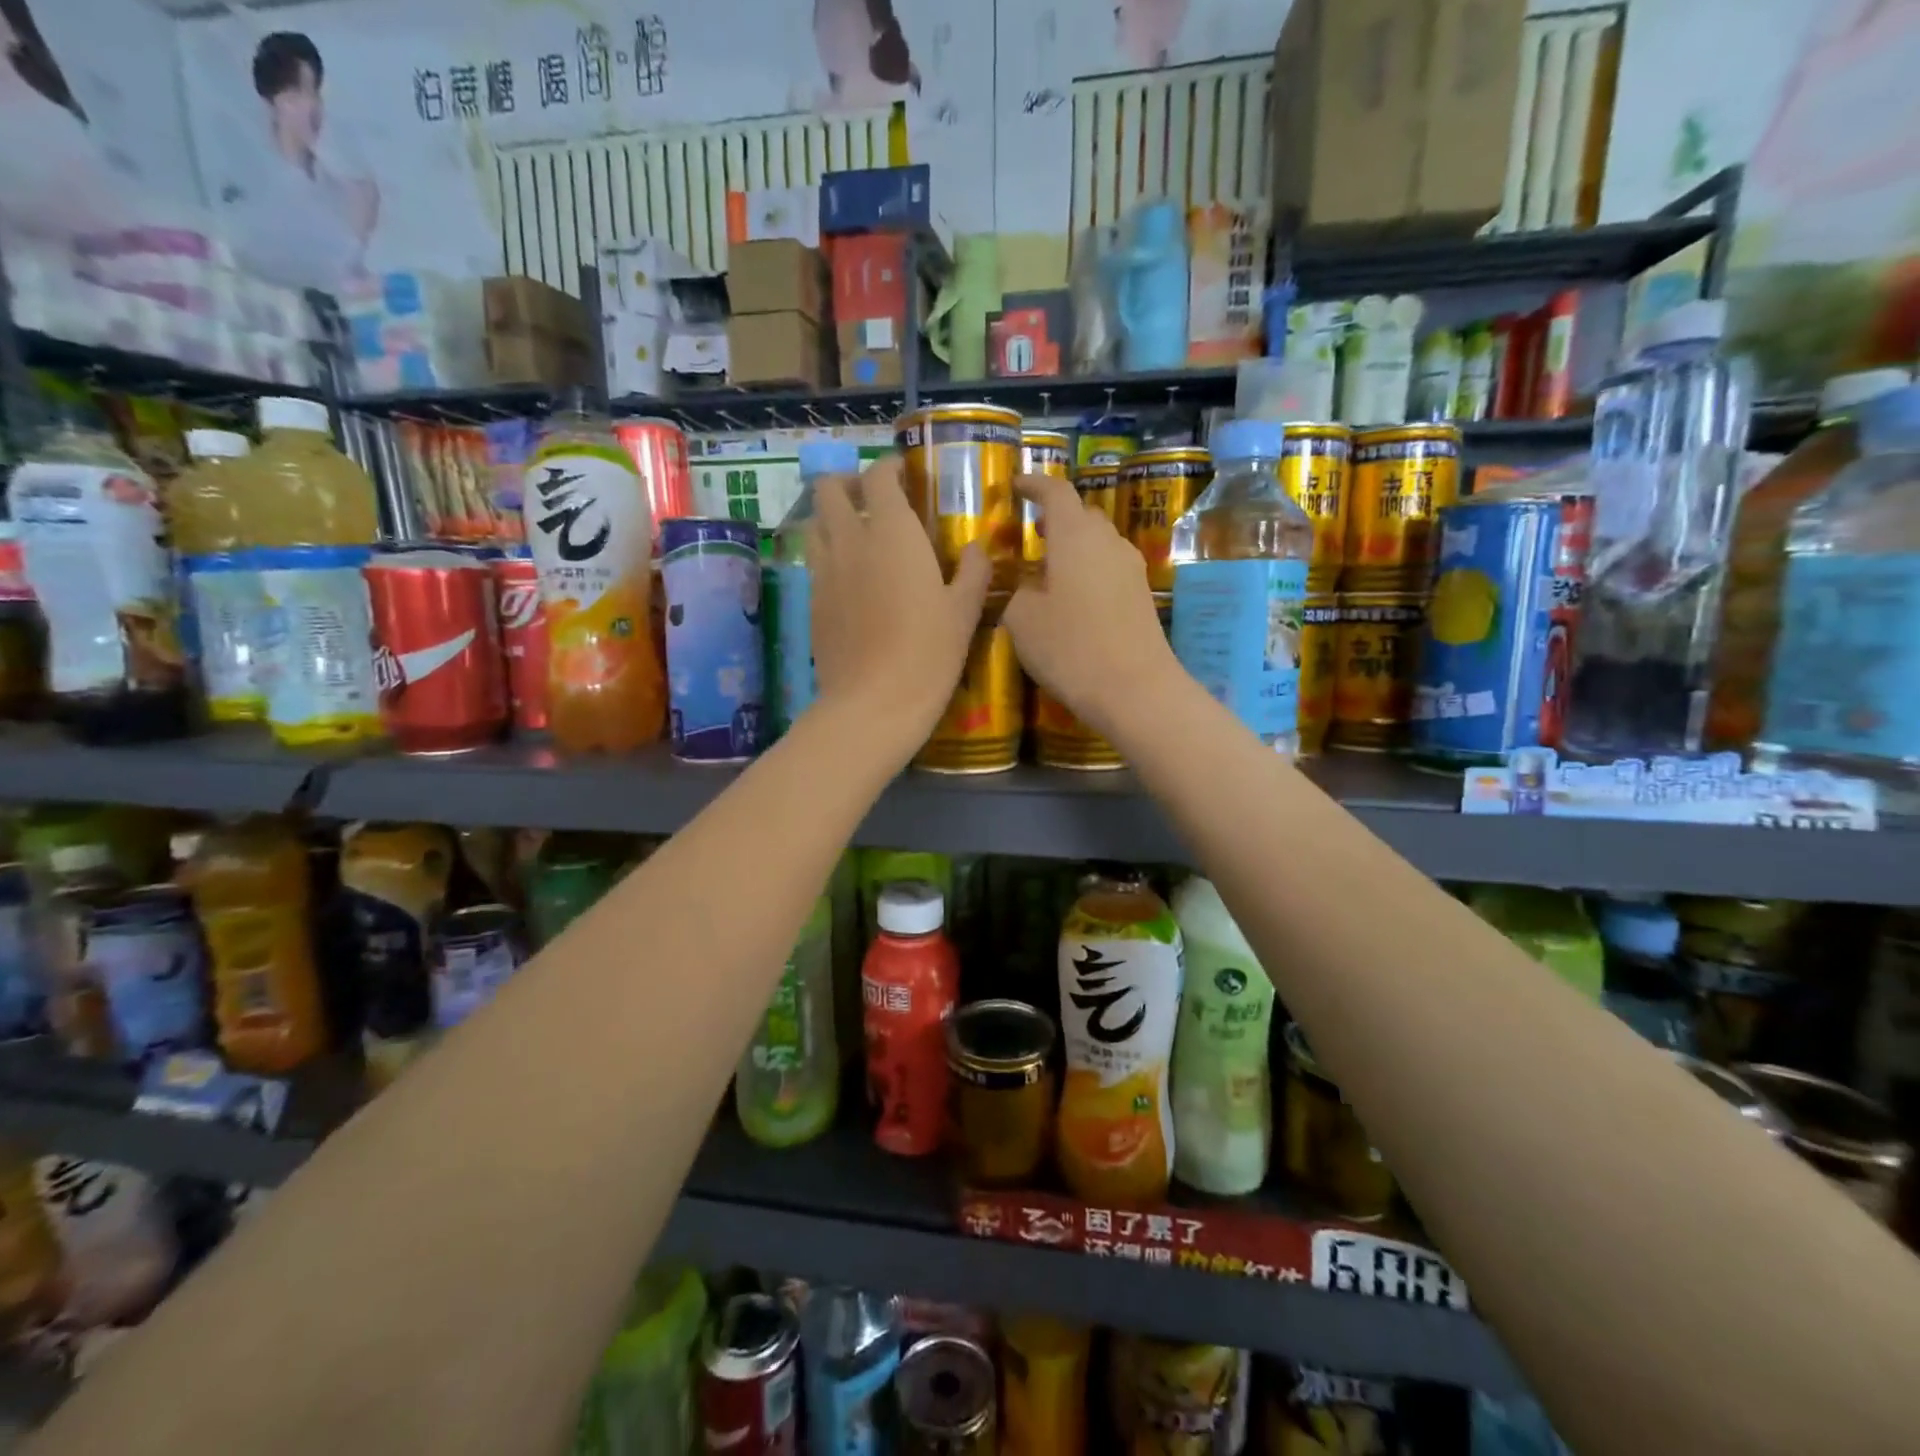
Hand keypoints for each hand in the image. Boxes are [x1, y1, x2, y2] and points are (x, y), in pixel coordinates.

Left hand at [806, 455, 989, 748]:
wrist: (873, 704)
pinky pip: (815, 562)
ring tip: (858, 535)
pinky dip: (829, 555)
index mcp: (891, 533)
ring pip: (814, 523)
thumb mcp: (964, 612)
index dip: (888, 469)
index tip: (905, 477)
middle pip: (829, 489)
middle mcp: (850, 541)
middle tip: (874, 500)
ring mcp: (824, 572)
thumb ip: (973, 571)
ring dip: (833, 518)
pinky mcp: (812, 602)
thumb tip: (976, 548)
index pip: (878, 477)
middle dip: (848, 483)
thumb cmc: (928, 654)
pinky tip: (852, 579)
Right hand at [1002, 472, 1181, 740]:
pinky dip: (1088, 570)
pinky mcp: (1142, 595)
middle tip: (1033, 533)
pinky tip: (1073, 598)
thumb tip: (1028, 584)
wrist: (1135, 689)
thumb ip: (1018, 591)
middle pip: (1083, 515)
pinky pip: (1109, 568)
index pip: (1056, 491)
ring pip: (1099, 543)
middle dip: (1057, 518)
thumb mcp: (1022, 620)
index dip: (1034, 484)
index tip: (1016, 485)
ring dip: (1074, 547)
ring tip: (1049, 569)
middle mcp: (1109, 542)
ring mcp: (1131, 568)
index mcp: (1075, 536)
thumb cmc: (1070, 647)